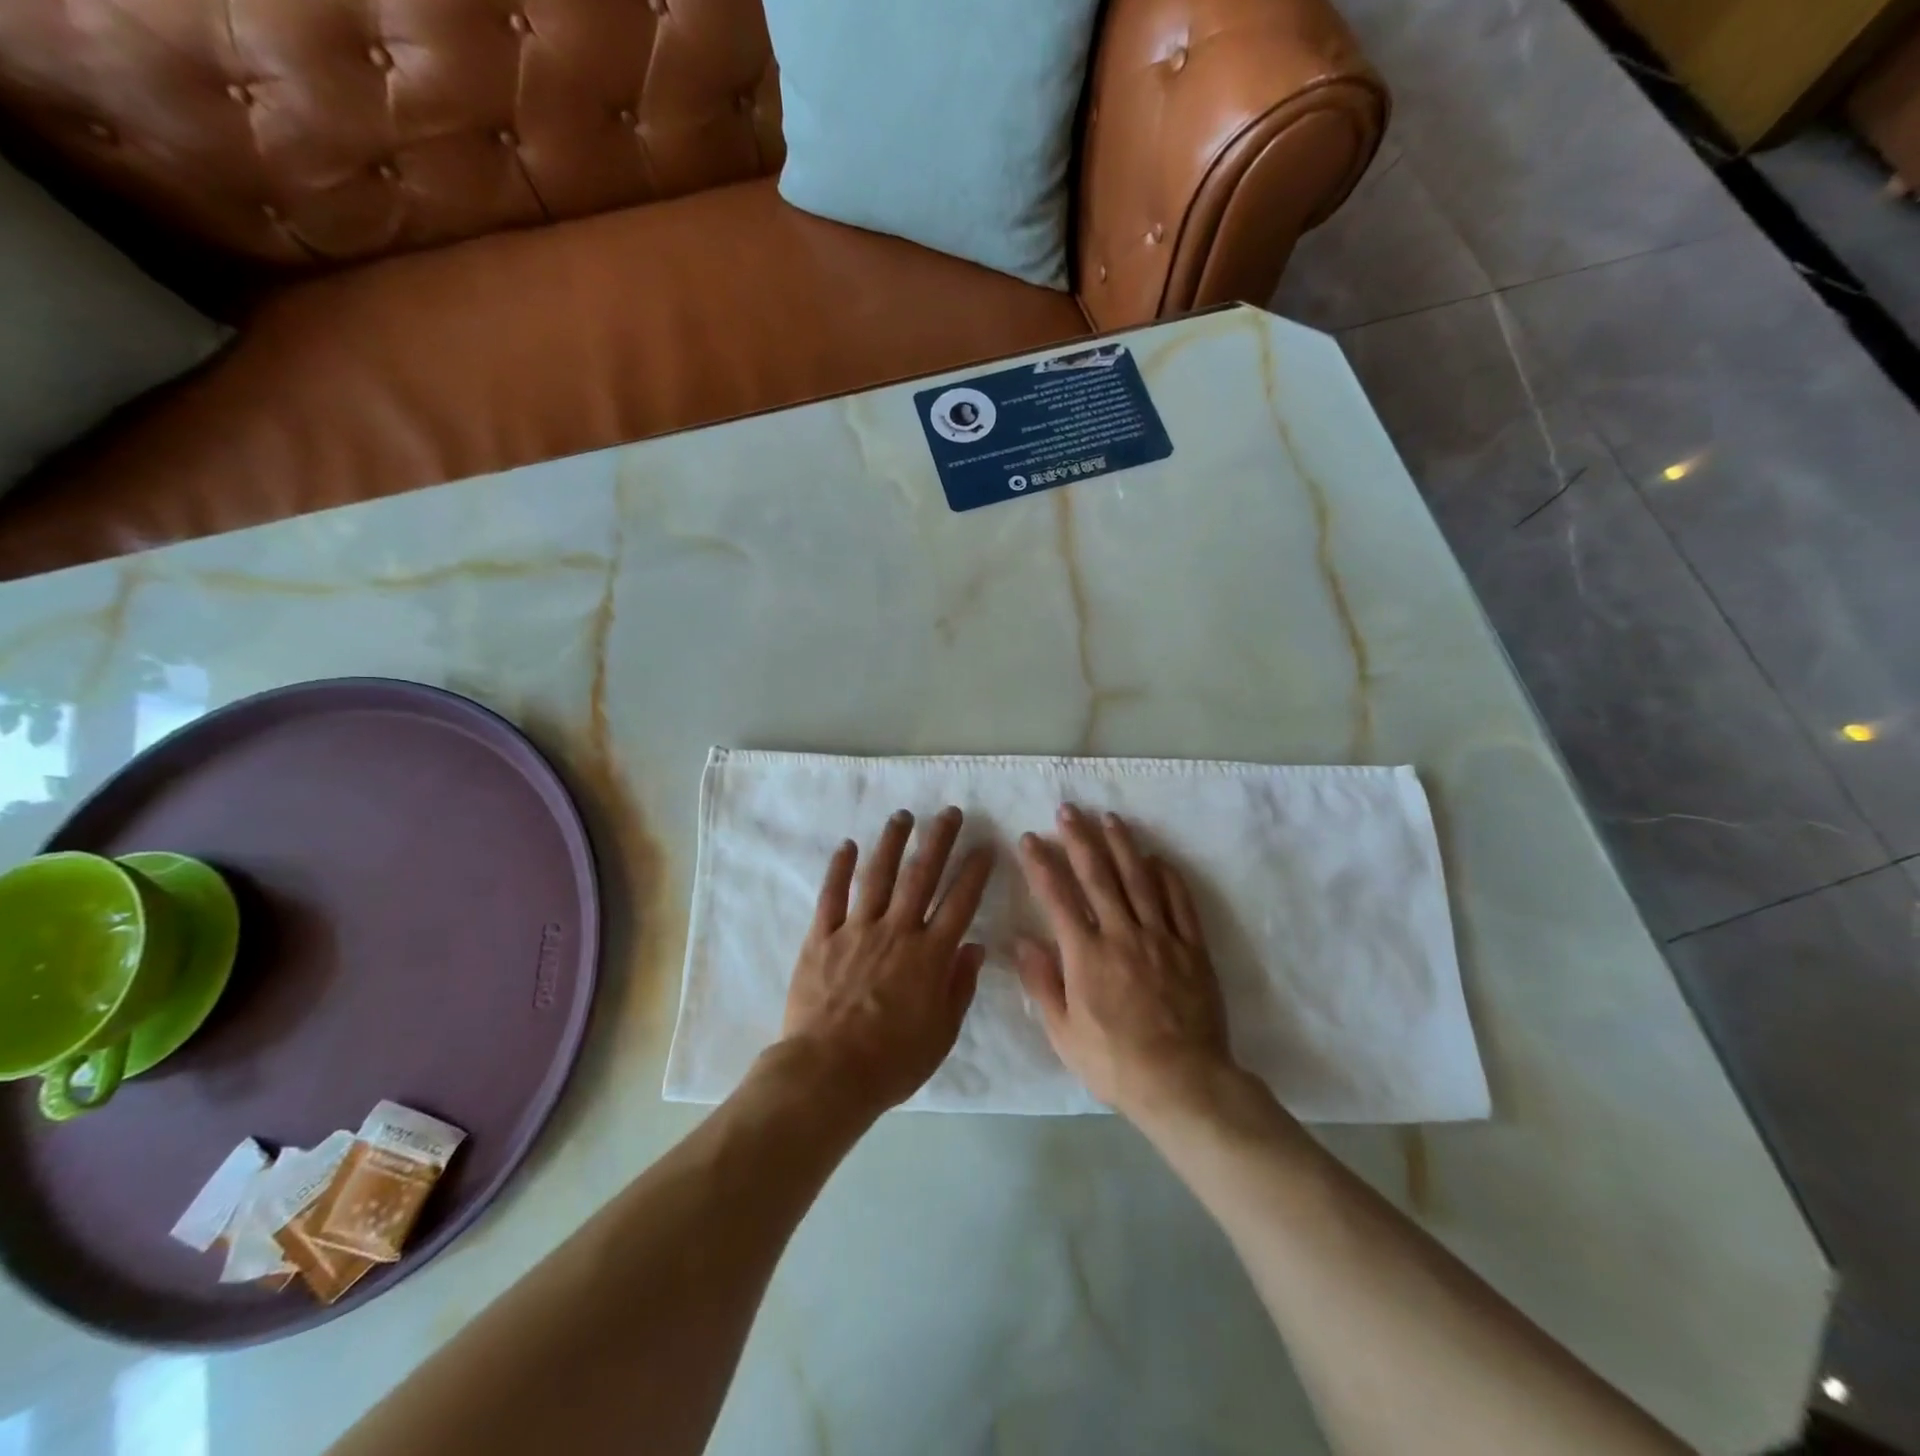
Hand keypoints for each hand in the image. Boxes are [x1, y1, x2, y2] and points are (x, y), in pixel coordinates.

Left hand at [780, 807, 993, 1114]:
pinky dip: (839, 868)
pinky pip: (832, 896)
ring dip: (892, 843)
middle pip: (922, 876)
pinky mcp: (821, 937)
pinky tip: (847, 845)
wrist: (828, 1073)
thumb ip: (960, 986)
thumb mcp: (942, 1033)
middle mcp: (896, 931)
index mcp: (929, 955)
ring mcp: (857, 930)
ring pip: (878, 876)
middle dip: (938, 840)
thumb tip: (975, 947)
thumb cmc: (892, 1061)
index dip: (975, 872)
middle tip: (950, 812)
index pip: (960, 903)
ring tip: (903, 816)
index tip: (985, 846)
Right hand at [1014, 805, 1236, 1120]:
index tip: (1029, 839)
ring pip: (1139, 880)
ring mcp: (1161, 938)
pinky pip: (1179, 903)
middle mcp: (1122, 935)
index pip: (1058, 898)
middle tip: (1068, 810)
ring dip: (1122, 845)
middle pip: (1098, 876)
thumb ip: (1042, 983)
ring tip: (1109, 818)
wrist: (1183, 1083)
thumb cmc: (1114, 1062)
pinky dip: (1167, 877)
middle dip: (1079, 839)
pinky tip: (1157, 858)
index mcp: (1086, 955)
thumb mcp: (1063, 1033)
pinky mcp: (1192, 948)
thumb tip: (1021, 940)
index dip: (1041, 865)